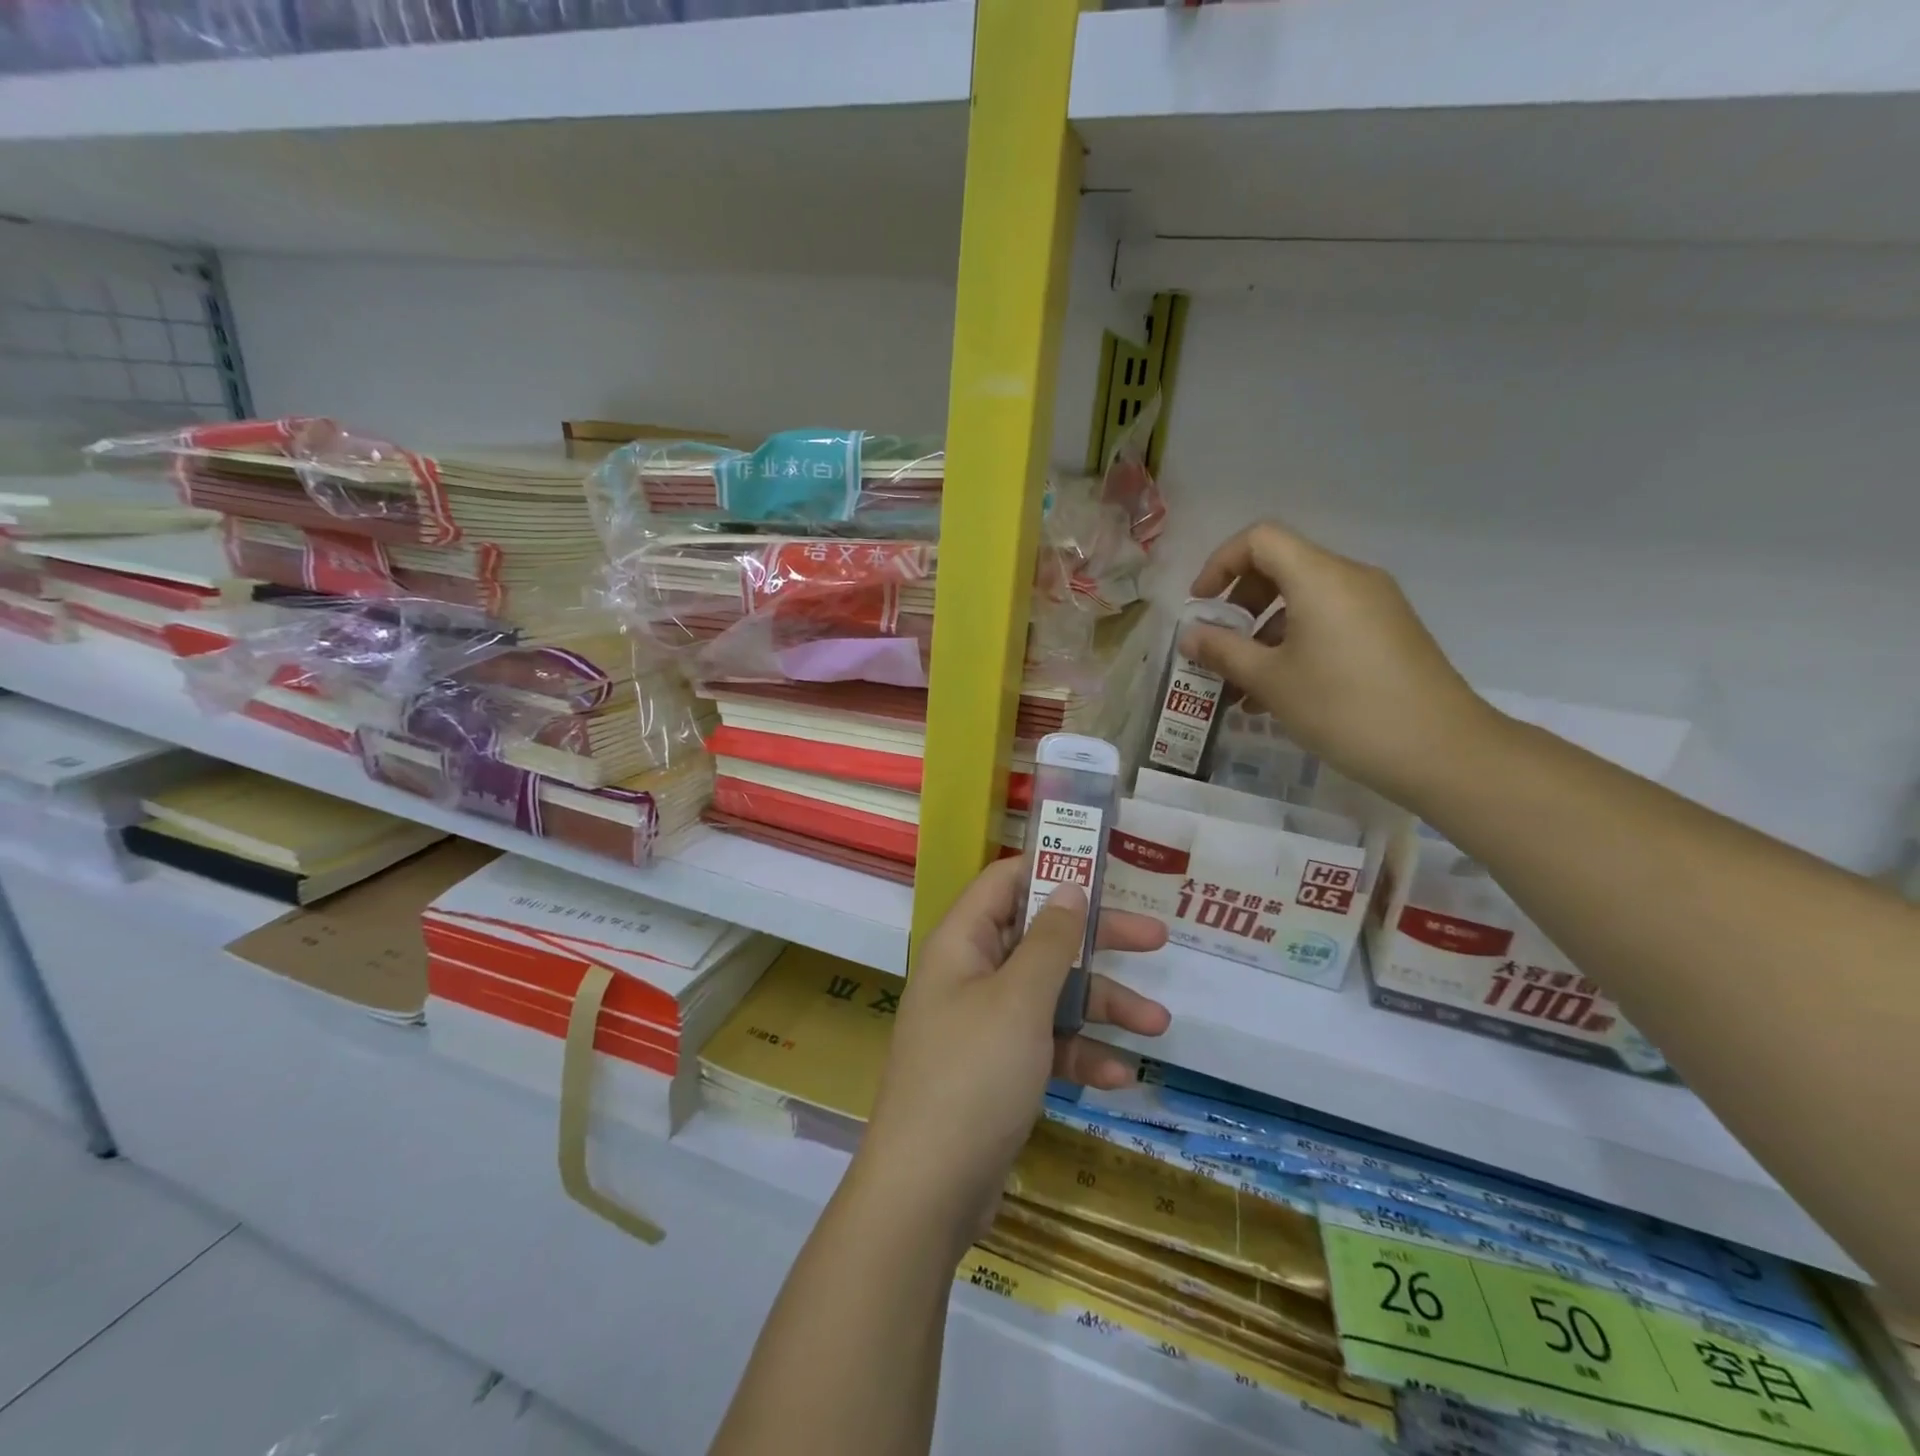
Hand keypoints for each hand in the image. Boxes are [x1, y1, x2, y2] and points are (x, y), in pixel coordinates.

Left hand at [854, 857, 1169, 1255]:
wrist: (926, 1191)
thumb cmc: (973, 1075)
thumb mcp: (1020, 1000)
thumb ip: (1050, 941)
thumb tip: (1068, 887)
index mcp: (962, 943)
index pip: (1005, 882)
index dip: (1050, 869)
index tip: (1104, 871)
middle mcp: (970, 974)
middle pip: (1039, 938)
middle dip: (1096, 940)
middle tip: (1155, 938)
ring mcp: (982, 1025)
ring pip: (1049, 995)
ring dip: (1100, 1007)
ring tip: (1156, 1025)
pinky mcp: (996, 1070)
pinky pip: (1044, 1045)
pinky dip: (1078, 1055)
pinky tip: (1117, 1077)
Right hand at [1183, 521, 1492, 806]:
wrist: (1440, 750)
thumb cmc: (1343, 707)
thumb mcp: (1270, 681)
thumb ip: (1223, 651)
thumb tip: (1189, 635)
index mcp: (1320, 577)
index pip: (1259, 540)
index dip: (1220, 564)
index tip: (1201, 607)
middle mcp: (1350, 578)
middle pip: (1281, 567)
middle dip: (1240, 604)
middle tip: (1218, 646)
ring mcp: (1374, 606)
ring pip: (1303, 601)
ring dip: (1263, 633)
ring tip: (1240, 685)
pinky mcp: (1387, 633)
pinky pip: (1328, 623)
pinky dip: (1294, 644)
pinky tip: (1277, 693)